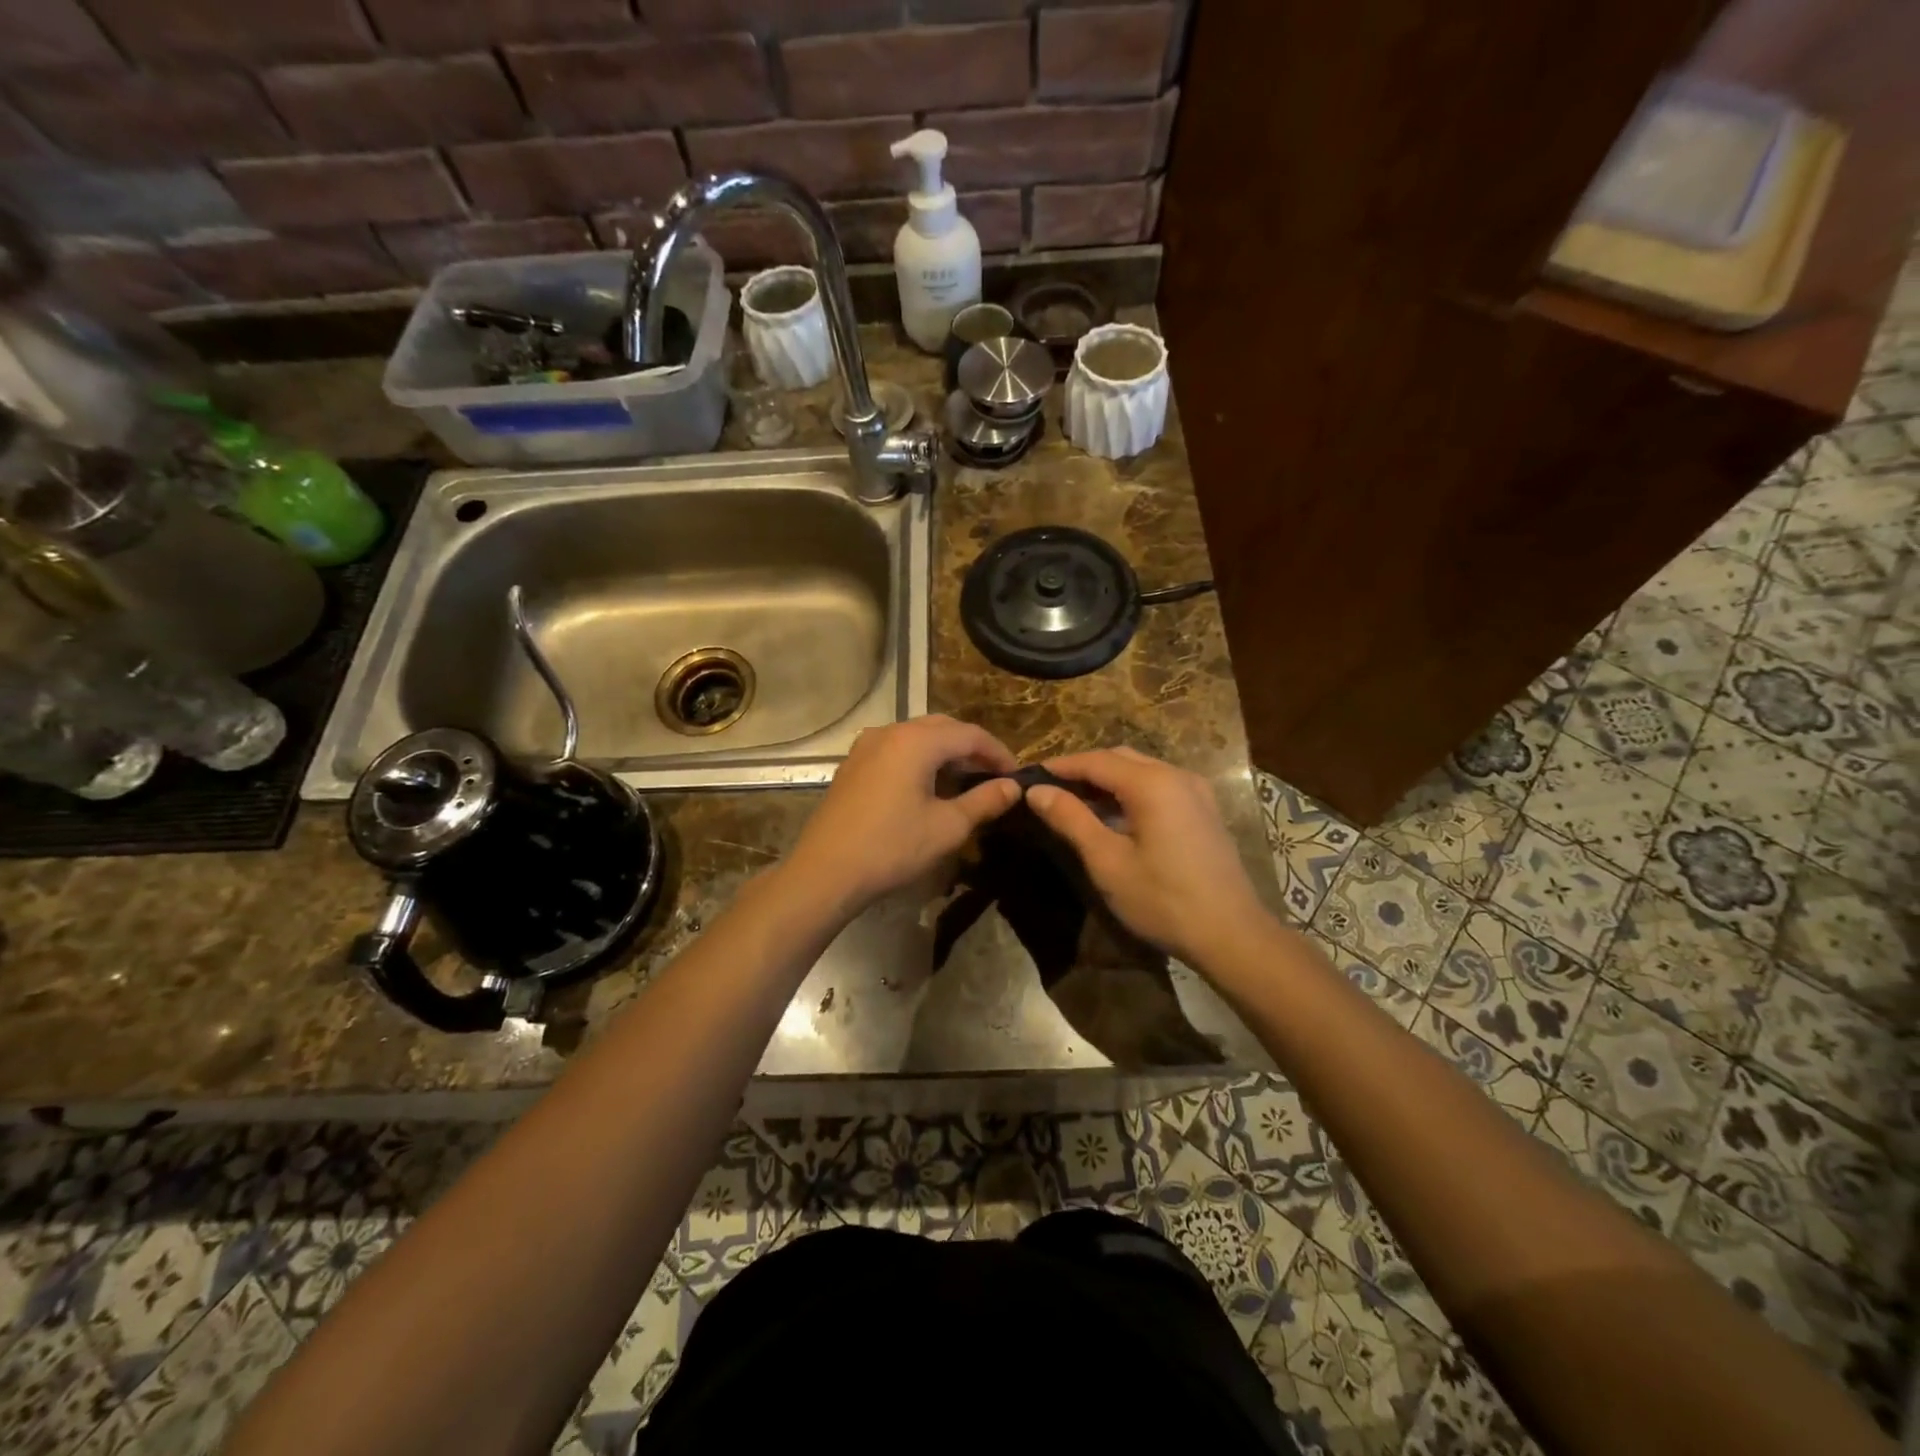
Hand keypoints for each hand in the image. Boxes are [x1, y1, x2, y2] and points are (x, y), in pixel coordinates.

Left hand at [784, 715, 1021, 913]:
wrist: (826, 871)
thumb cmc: (892, 847)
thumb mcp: (948, 827)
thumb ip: (984, 801)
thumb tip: (1013, 787)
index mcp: (916, 741)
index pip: (970, 734)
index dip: (998, 752)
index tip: (1016, 776)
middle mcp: (890, 732)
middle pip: (943, 728)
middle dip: (972, 748)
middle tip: (993, 776)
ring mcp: (866, 746)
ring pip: (917, 736)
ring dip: (945, 753)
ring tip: (964, 781)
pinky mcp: (853, 764)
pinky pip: (896, 749)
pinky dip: (919, 759)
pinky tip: (927, 787)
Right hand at [1026, 747, 1268, 965]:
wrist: (1231, 934)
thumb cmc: (1163, 900)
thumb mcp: (1107, 861)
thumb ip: (1071, 819)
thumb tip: (1036, 792)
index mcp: (1151, 783)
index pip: (1095, 761)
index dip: (1060, 767)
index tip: (1029, 778)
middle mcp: (1176, 775)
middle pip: (1119, 758)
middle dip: (1083, 769)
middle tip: (1050, 790)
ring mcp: (1196, 791)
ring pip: (1141, 770)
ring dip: (1107, 779)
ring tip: (1076, 802)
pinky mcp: (1204, 810)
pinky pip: (1159, 785)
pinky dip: (1130, 790)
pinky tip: (1115, 815)